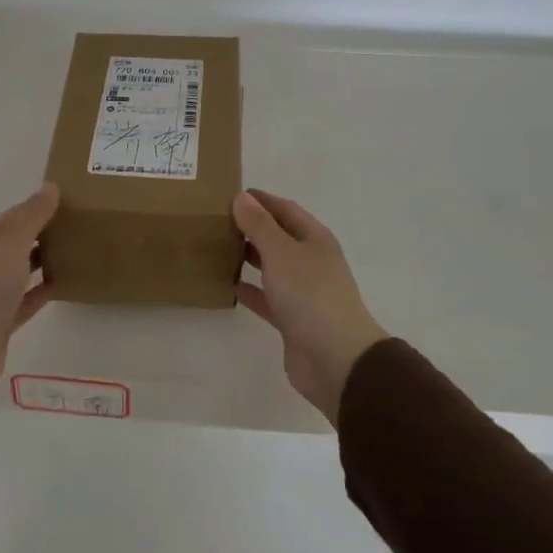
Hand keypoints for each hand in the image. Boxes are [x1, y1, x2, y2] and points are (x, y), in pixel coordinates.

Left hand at [0, 184, 59, 391]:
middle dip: (43, 234)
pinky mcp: (3, 321)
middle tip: (79, 226)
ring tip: (76, 251)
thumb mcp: (10, 241)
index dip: (39, 207)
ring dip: (44, 261)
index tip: (69, 202)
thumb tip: (50, 187)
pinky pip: (28, 300)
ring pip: (23, 271)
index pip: (15, 217)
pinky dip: (44, 291)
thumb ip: (32, 215)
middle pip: (18, 243)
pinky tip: (65, 284)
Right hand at [233, 189, 388, 425]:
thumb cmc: (310, 295)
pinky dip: (250, 290)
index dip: (260, 200)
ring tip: (217, 249)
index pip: (285, 209)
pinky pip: (268, 297)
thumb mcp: (281, 253)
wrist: (336, 359)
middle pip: (278, 236)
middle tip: (216, 221)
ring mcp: (303, 291)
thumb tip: (242, 197)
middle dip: (251, 227)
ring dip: (249, 257)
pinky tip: (229, 286)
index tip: (229, 194)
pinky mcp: (293, 319)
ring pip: (272, 266)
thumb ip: (259, 225)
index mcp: (314, 239)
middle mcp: (311, 261)